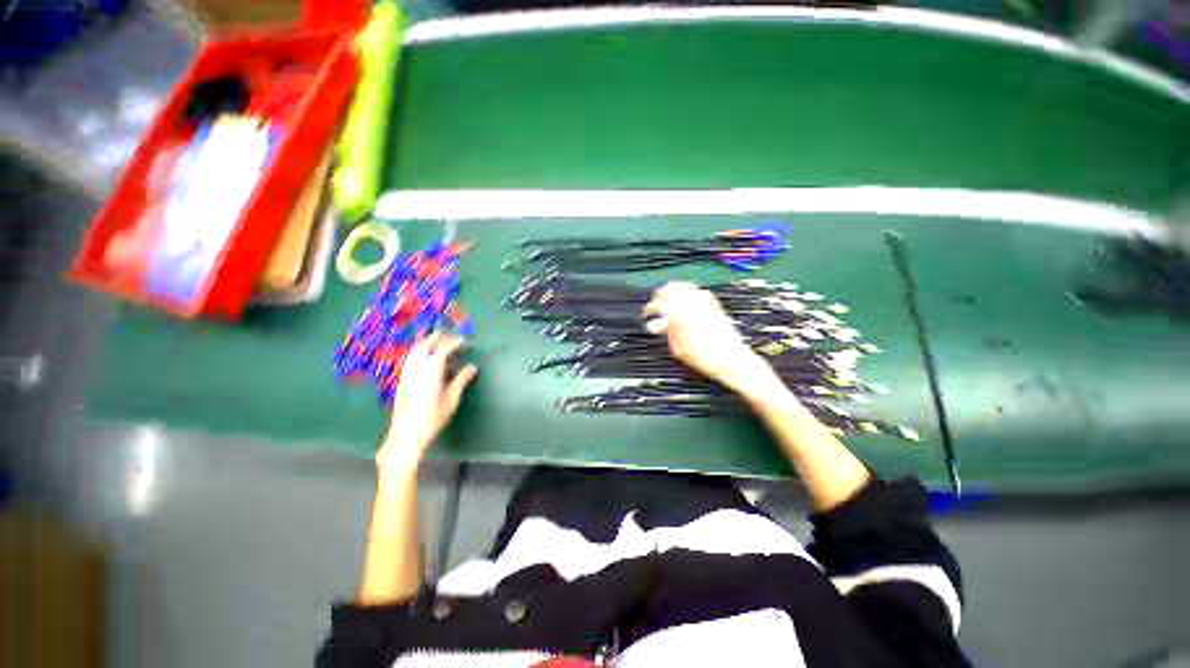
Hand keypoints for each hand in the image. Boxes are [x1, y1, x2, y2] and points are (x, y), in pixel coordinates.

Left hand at [379, 333, 476, 472]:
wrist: (407, 434)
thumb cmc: (433, 417)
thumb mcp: (452, 399)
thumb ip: (462, 380)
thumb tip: (472, 367)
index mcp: (430, 370)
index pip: (442, 349)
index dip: (454, 342)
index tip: (464, 341)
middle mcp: (416, 368)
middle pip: (425, 345)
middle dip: (438, 338)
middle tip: (450, 337)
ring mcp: (406, 374)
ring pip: (415, 351)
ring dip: (427, 344)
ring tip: (438, 344)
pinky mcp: (401, 381)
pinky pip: (411, 359)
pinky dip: (420, 353)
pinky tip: (427, 360)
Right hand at [644, 282, 779, 397]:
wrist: (732, 359)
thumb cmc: (702, 357)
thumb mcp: (678, 348)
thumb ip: (666, 332)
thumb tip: (656, 324)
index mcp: (679, 312)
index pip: (659, 304)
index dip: (649, 308)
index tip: (646, 314)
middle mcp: (691, 302)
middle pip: (672, 288)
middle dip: (661, 294)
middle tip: (655, 303)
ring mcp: (704, 301)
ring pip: (685, 287)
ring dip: (674, 292)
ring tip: (668, 302)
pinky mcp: (714, 304)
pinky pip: (696, 292)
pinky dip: (687, 294)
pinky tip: (684, 304)